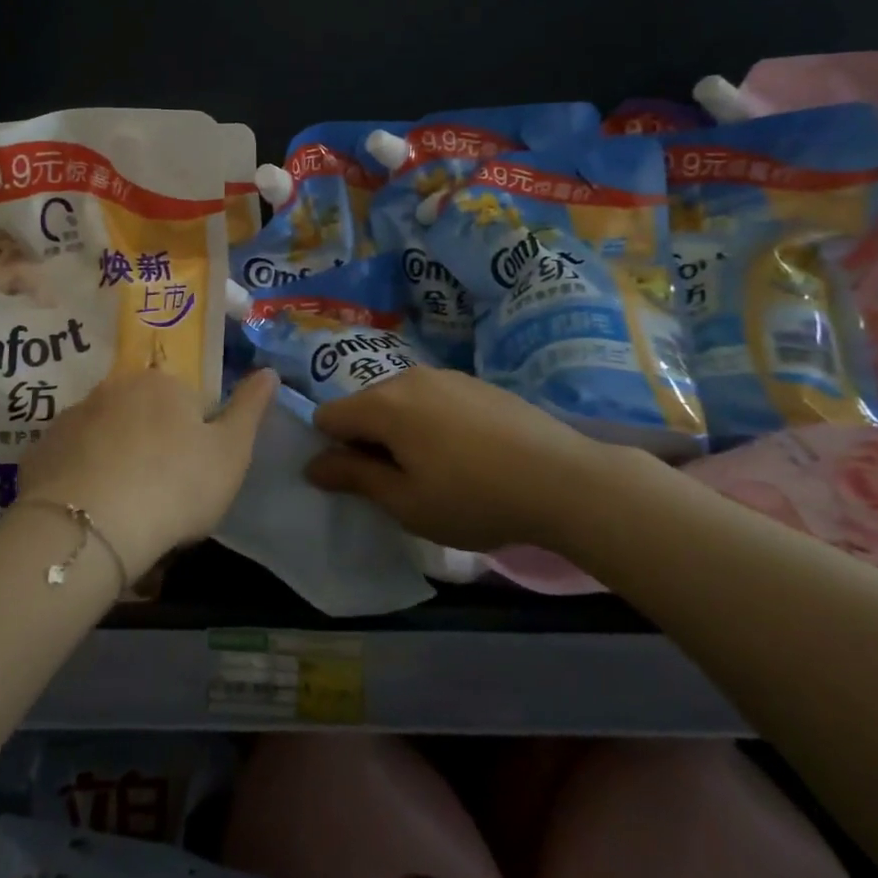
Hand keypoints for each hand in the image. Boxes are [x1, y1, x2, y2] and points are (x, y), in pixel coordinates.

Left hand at [13, 368, 277, 580]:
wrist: (93, 527)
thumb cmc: (176, 485)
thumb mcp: (232, 452)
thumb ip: (251, 408)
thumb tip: (269, 371)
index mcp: (163, 383)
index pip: (185, 400)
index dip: (192, 436)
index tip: (191, 474)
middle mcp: (114, 387)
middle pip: (141, 412)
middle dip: (150, 442)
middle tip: (158, 490)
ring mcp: (73, 416)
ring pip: (103, 433)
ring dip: (113, 456)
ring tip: (121, 506)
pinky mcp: (41, 449)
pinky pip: (70, 458)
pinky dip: (80, 475)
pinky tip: (88, 509)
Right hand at [306, 367, 615, 552]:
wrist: (565, 479)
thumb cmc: (475, 498)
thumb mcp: (407, 502)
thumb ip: (354, 477)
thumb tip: (313, 464)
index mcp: (384, 404)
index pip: (329, 416)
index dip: (332, 450)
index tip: (361, 482)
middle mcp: (408, 377)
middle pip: (365, 405)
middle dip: (367, 440)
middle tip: (400, 483)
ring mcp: (446, 375)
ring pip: (400, 401)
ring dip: (401, 431)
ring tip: (437, 470)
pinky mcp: (476, 382)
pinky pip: (432, 399)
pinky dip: (431, 422)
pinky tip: (466, 454)